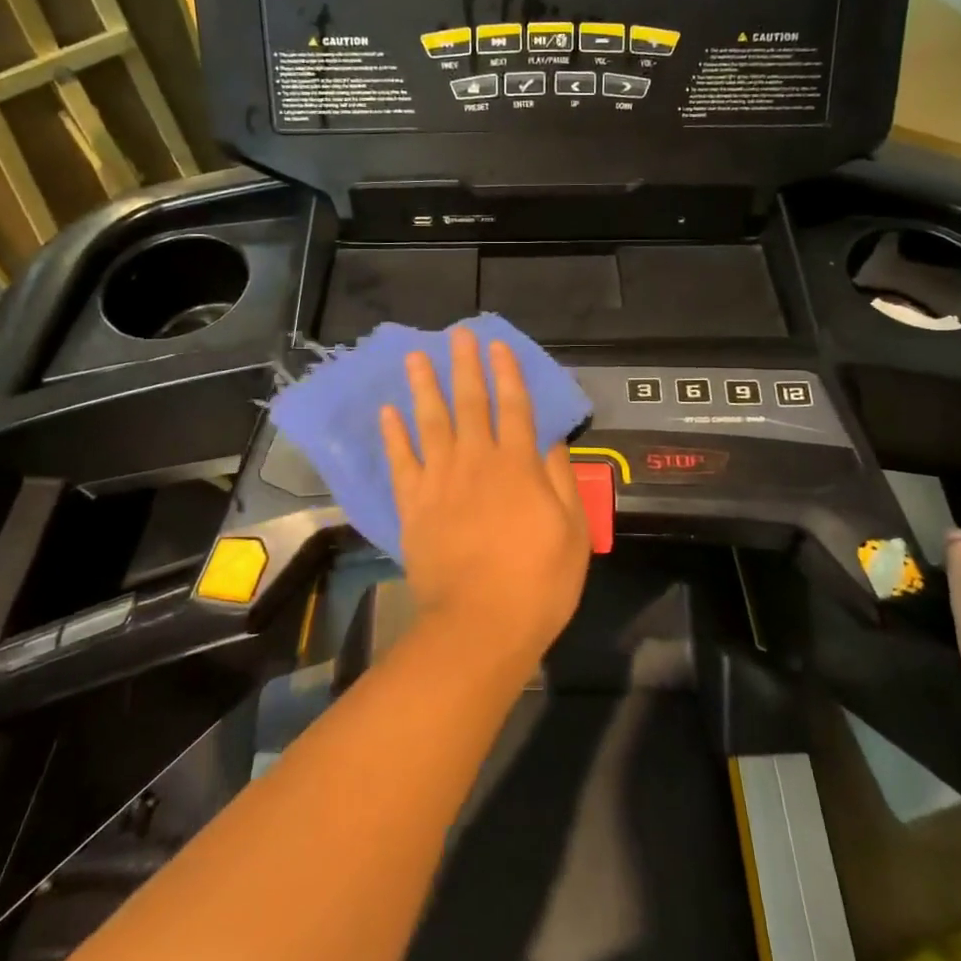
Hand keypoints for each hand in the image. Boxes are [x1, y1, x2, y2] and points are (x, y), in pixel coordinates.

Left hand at [379, 328, 590, 671]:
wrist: (479, 625)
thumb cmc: (538, 582)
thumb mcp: (572, 532)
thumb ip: (560, 481)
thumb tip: (549, 442)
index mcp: (517, 466)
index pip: (515, 407)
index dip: (508, 374)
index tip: (498, 346)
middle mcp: (476, 462)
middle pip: (470, 403)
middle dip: (465, 366)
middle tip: (457, 335)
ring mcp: (440, 481)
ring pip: (430, 422)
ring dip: (423, 387)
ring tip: (415, 357)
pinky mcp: (414, 505)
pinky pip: (401, 461)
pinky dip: (393, 435)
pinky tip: (388, 412)